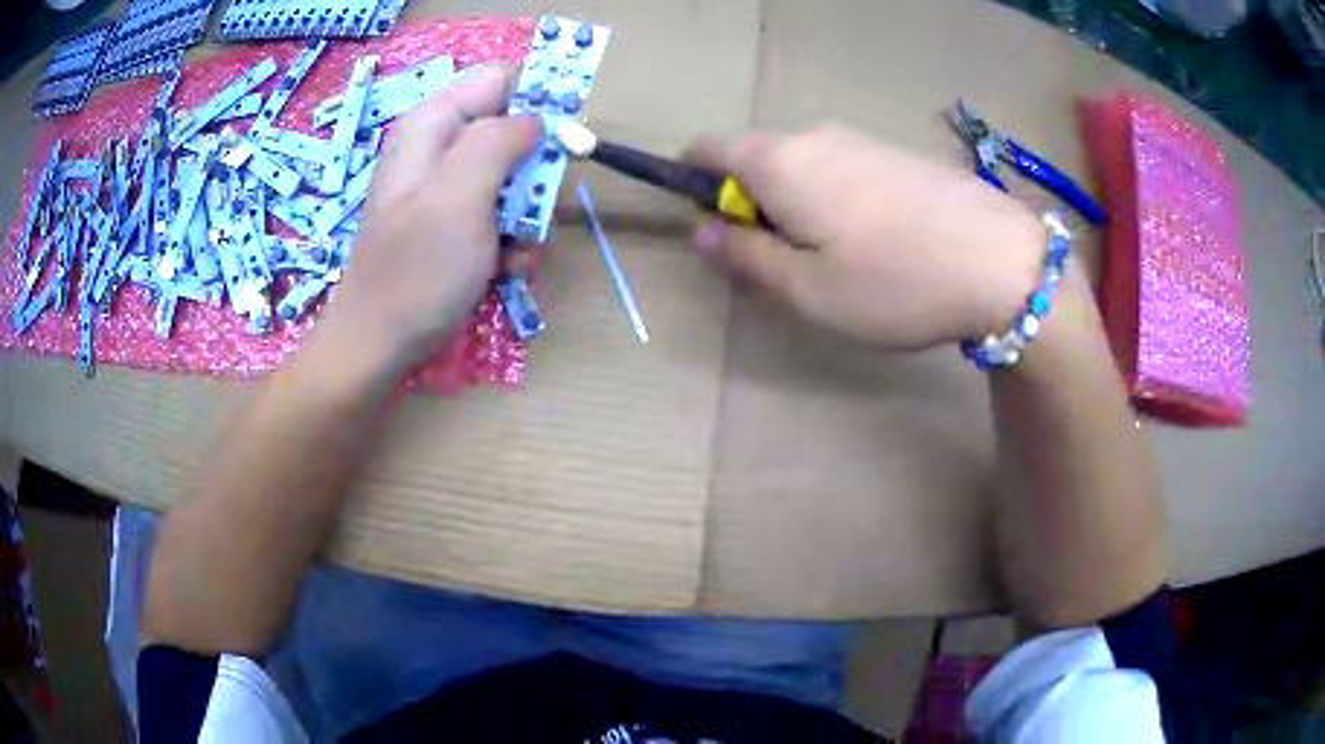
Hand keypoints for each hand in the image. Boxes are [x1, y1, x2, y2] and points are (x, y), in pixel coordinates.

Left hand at [320, 64, 540, 368]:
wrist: (378, 348)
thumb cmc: (416, 272)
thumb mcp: (459, 197)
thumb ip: (499, 141)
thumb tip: (537, 118)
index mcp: (433, 126)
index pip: (500, 79)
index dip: (536, 100)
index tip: (560, 138)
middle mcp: (438, 150)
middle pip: (510, 130)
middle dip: (532, 171)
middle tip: (532, 206)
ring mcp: (445, 192)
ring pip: (512, 179)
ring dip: (525, 216)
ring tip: (513, 252)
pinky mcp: (452, 228)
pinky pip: (498, 218)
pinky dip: (510, 244)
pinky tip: (503, 272)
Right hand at [688, 123, 1047, 349]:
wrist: (1002, 261)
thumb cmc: (894, 282)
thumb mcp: (807, 289)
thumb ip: (746, 257)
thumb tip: (704, 232)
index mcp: (778, 161)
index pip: (707, 149)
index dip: (695, 185)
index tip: (719, 232)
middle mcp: (814, 136)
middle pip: (757, 159)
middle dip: (754, 206)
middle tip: (785, 267)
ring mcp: (862, 140)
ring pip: (804, 167)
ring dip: (799, 206)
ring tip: (839, 263)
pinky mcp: (899, 153)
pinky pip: (845, 170)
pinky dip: (838, 200)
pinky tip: (879, 244)